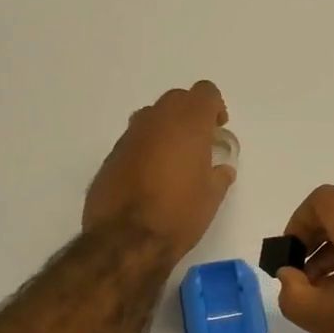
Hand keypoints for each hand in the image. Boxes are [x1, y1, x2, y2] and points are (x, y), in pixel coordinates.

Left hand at [83, 81, 235, 265]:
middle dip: (190, 114)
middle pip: (177, 98)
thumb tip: (222, 169)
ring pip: (152, 116)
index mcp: (188, 124)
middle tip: (199, 142)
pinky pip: (135, 139)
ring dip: (166, 128)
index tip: (217, 129)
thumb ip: (219, 176)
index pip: (205, 92)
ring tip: (174, 158)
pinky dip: (146, 147)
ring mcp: (130, 136)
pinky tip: (150, 176)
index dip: (214, 107)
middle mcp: (157, 121)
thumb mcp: (211, 198)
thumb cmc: (179, 215)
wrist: (125, 240)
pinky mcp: (111, 155)